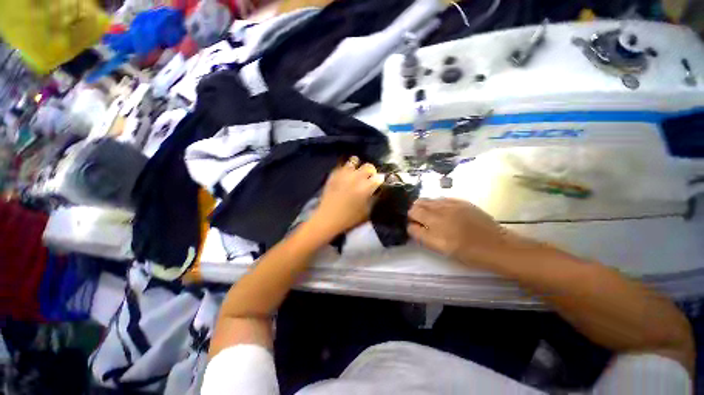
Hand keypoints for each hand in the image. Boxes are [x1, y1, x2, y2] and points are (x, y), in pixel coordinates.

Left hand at [310, 156, 383, 237]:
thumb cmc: (349, 218)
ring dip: (358, 167)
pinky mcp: (334, 174)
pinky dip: (346, 169)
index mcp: (366, 187)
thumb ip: (373, 199)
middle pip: (368, 166)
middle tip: (369, 177)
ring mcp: (344, 174)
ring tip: (357, 173)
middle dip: (371, 171)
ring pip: (354, 161)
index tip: (379, 182)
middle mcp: (356, 177)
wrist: (327, 218)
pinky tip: (346, 175)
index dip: (380, 179)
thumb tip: (376, 190)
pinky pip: (342, 166)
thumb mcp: (366, 212)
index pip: (378, 177)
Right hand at [407, 198, 532, 267]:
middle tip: (419, 221)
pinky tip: (441, 211)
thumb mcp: (442, 250)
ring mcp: (450, 205)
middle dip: (413, 212)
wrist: (498, 246)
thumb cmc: (468, 253)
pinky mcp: (460, 201)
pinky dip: (435, 204)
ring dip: (423, 206)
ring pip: (426, 200)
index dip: (410, 223)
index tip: (413, 227)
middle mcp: (440, 214)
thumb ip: (423, 236)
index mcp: (435, 229)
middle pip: (416, 206)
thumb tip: (412, 226)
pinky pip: (440, 199)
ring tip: (428, 215)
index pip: (412, 219)